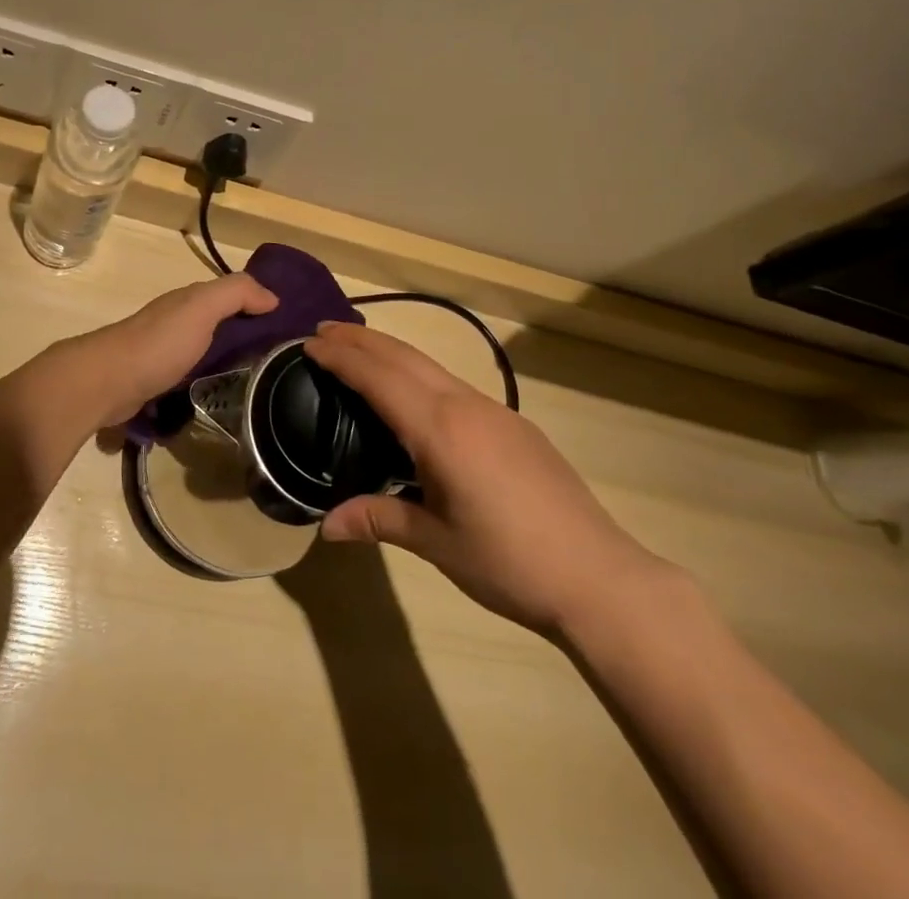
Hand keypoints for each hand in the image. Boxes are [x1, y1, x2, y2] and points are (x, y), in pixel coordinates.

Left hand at [39, 274, 278, 436]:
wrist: (107, 383)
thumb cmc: (159, 343)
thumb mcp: (202, 307)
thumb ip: (236, 293)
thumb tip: (273, 297)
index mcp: (189, 302)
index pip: (232, 297)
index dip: (259, 305)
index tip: (290, 327)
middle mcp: (177, 323)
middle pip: (220, 326)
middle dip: (247, 337)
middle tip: (282, 362)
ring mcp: (165, 354)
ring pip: (206, 353)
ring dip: (228, 364)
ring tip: (259, 386)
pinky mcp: (157, 384)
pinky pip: (191, 379)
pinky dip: (208, 384)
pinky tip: (223, 400)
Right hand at [303, 320, 673, 636]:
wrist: (599, 577)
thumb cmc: (508, 562)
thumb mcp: (436, 543)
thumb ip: (379, 521)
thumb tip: (326, 526)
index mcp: (439, 429)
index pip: (379, 378)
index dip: (342, 358)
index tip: (309, 342)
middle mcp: (465, 405)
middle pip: (404, 357)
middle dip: (362, 340)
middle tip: (325, 330)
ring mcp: (496, 411)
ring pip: (432, 367)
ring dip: (392, 353)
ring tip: (361, 352)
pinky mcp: (516, 426)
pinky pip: (454, 386)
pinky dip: (420, 375)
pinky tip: (415, 396)